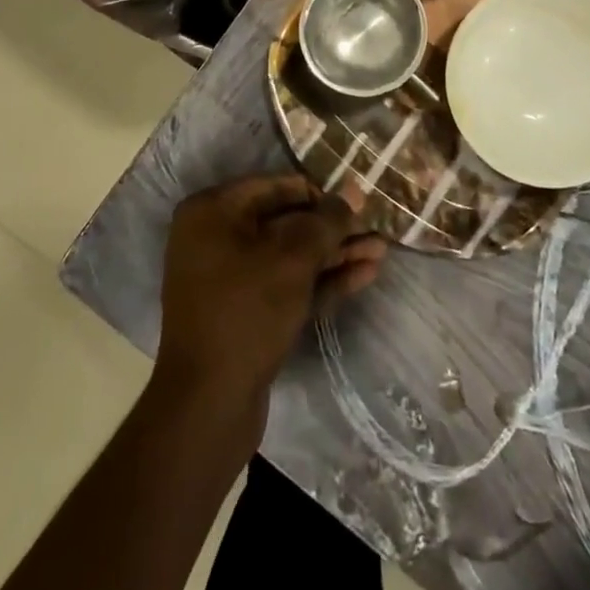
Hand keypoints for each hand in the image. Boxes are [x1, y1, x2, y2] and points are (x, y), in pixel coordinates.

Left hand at [154, 175, 386, 419]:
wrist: (208, 404)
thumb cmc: (247, 311)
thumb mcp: (292, 258)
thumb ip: (326, 221)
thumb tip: (353, 190)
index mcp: (212, 211)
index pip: (274, 186)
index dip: (318, 192)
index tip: (356, 200)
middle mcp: (215, 237)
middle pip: (284, 221)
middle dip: (332, 228)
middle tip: (376, 227)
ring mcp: (229, 277)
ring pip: (289, 256)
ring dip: (334, 254)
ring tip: (381, 251)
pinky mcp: (245, 312)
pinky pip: (285, 284)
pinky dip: (321, 280)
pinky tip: (364, 275)